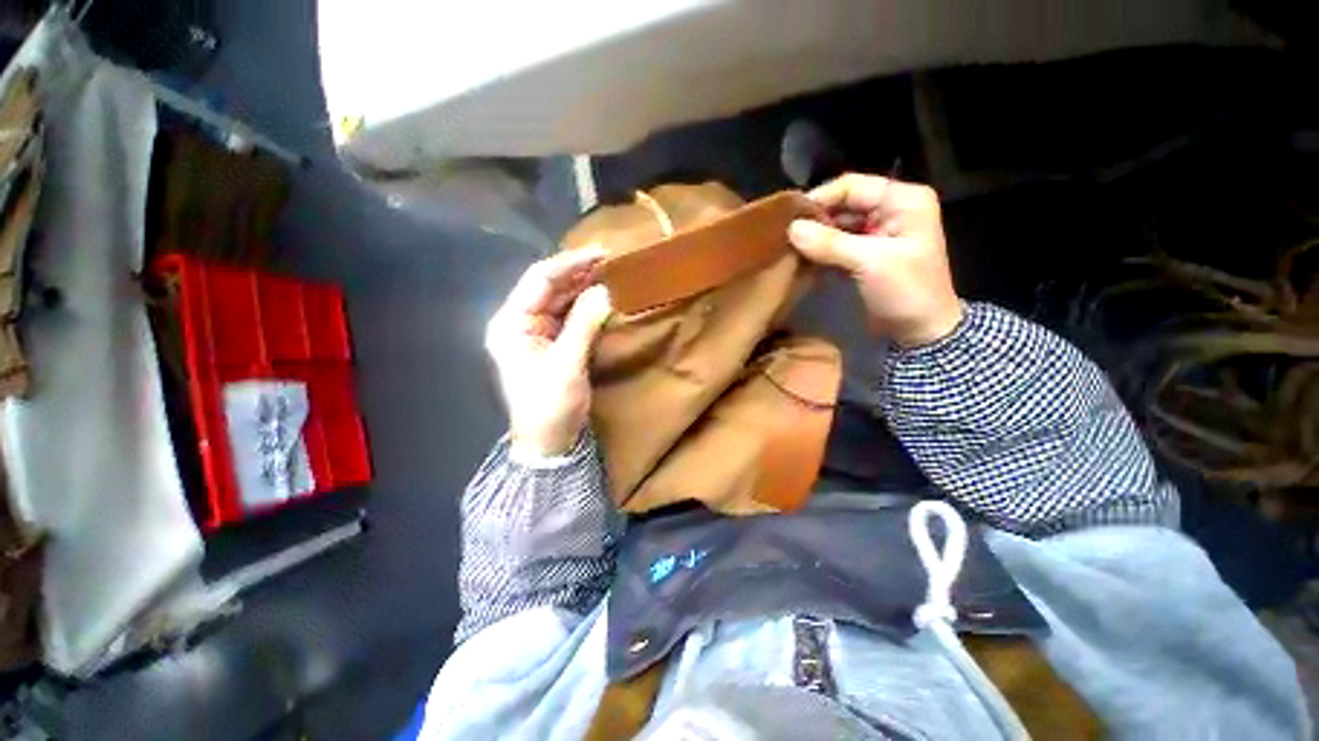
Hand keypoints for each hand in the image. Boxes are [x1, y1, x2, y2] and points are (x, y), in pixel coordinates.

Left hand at [485, 249, 612, 458]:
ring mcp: (534, 332)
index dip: (570, 264)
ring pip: (559, 299)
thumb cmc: (550, 406)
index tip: (601, 253)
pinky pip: (567, 315)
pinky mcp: (549, 342)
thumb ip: (585, 324)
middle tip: (611, 261)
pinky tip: (601, 295)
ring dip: (583, 286)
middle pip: (548, 286)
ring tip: (610, 272)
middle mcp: (518, 322)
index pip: (539, 280)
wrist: (548, 442)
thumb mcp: (568, 365)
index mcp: (511, 324)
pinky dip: (584, 304)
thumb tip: (605, 291)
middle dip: (578, 272)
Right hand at [788, 174, 962, 346]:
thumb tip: (791, 228)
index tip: (790, 218)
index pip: (852, 186)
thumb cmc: (907, 292)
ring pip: (837, 226)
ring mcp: (877, 233)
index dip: (820, 198)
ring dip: (815, 238)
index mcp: (903, 201)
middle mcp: (890, 210)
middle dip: (815, 220)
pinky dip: (820, 252)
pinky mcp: (866, 254)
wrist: (922, 331)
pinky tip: (802, 261)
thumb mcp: (871, 263)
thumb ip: (830, 244)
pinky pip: (837, 245)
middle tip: (784, 236)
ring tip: (788, 248)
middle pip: (843, 205)